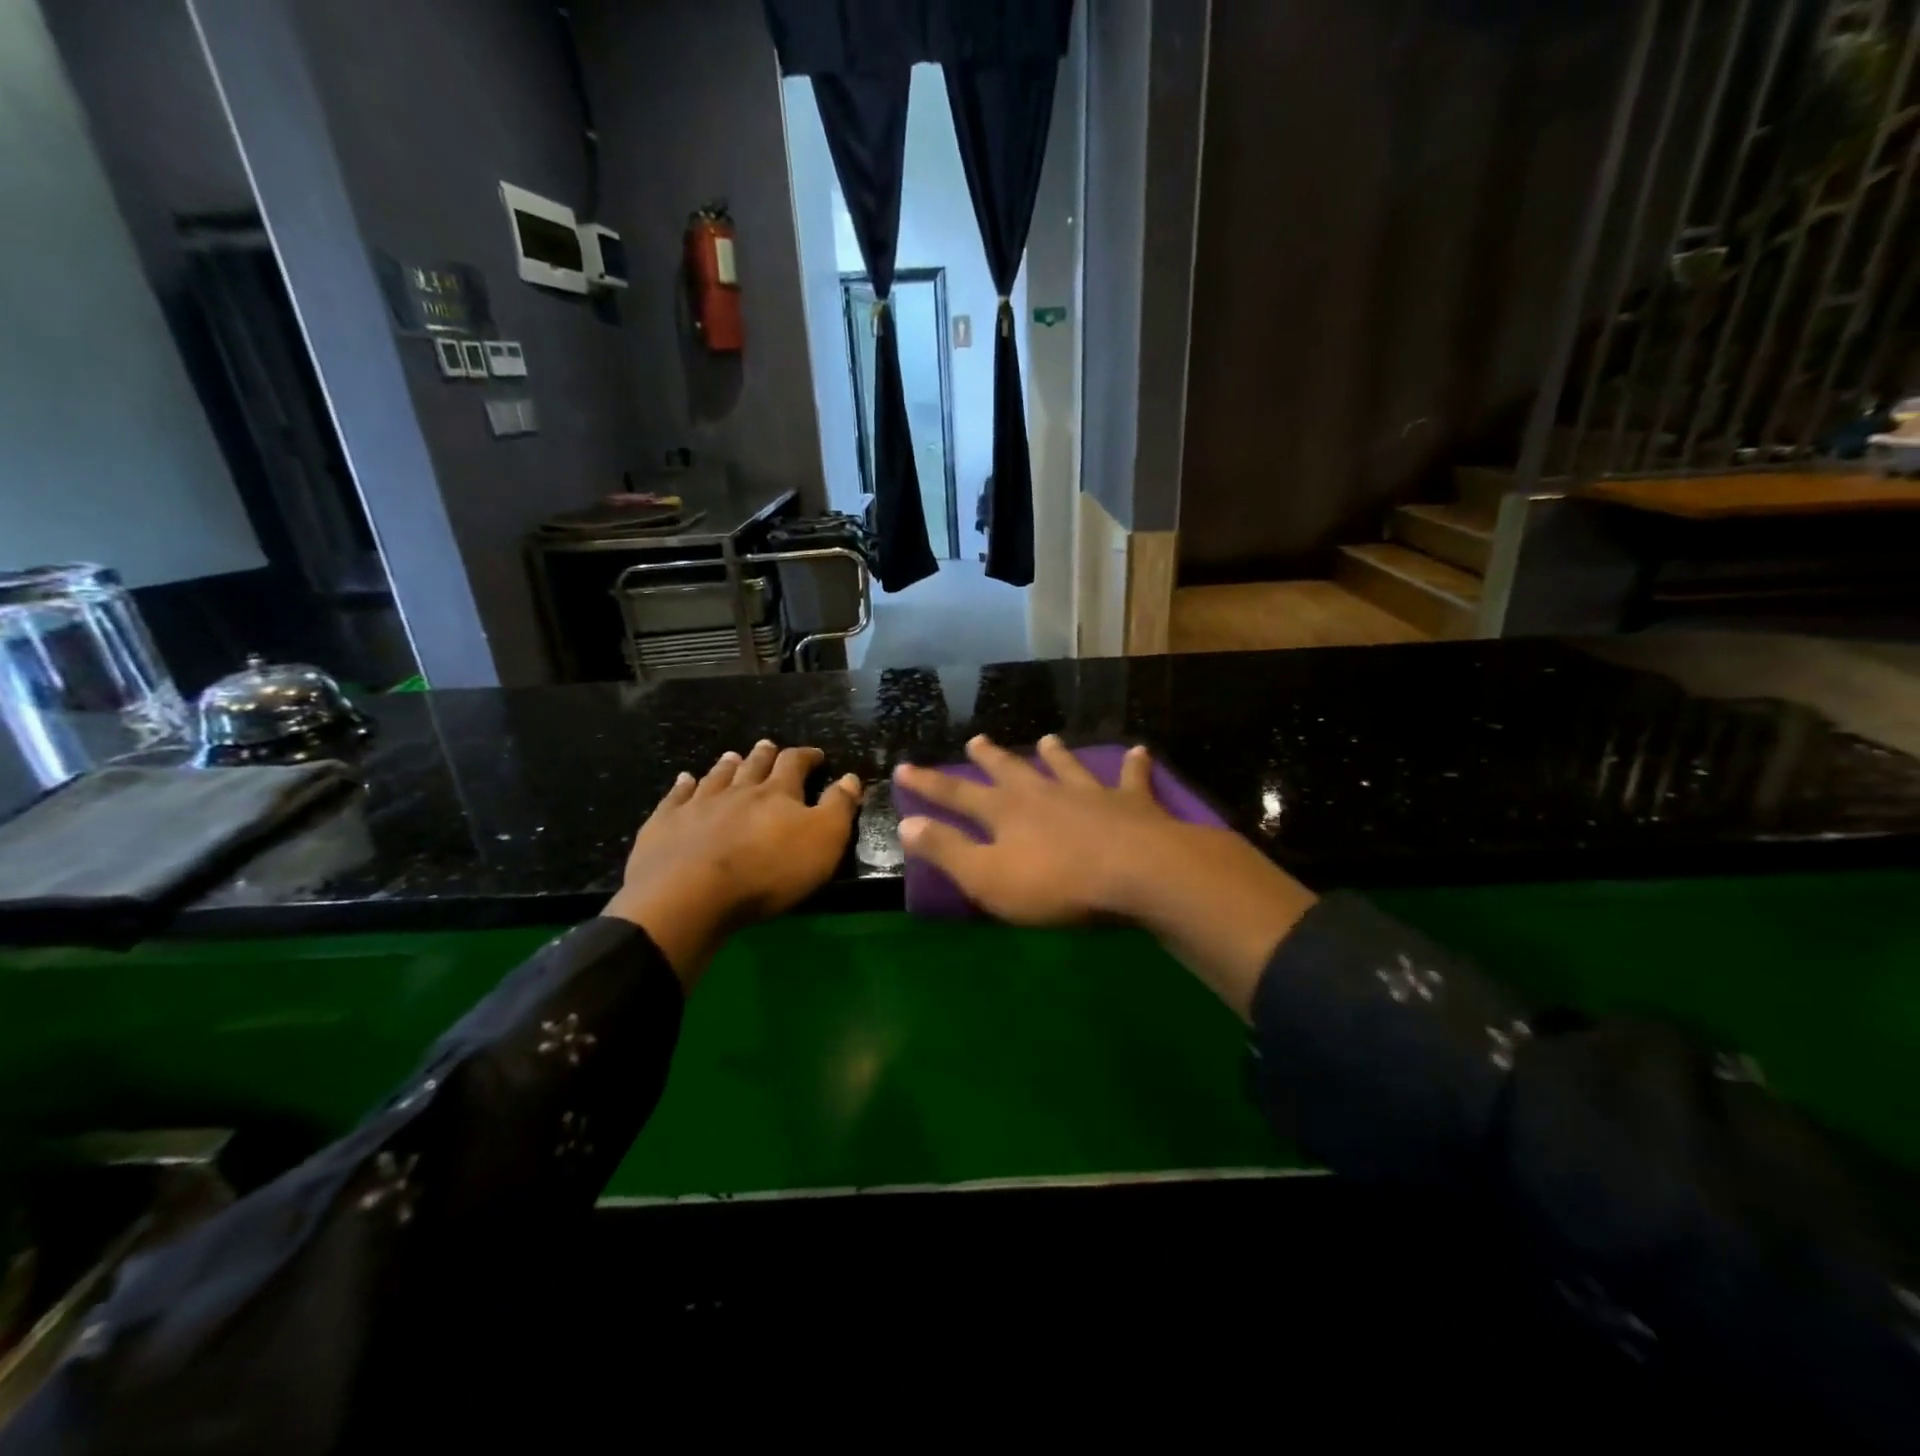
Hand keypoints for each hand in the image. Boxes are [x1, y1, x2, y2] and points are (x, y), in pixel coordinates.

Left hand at [605, 741, 860, 986]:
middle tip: (768, 746)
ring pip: (716, 777)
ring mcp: (697, 805)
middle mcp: (737, 790)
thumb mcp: (823, 840)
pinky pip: (676, 797)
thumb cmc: (768, 871)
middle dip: (764, 755)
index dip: (806, 757)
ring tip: (732, 757)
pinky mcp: (664, 824)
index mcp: (777, 793)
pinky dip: (683, 786)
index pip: (794, 764)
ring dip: (727, 766)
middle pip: (753, 765)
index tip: (815, 755)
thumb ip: (839, 807)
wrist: (690, 895)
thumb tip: (851, 777)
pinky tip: (684, 780)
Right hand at [893, 735, 1178, 924]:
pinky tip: (1138, 752)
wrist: (1137, 872)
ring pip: (1066, 767)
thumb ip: (948, 850)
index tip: (904, 768)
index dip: (928, 784)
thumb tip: (907, 823)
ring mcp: (1089, 793)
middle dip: (990, 758)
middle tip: (977, 740)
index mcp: (1006, 812)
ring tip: (1047, 739)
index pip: (957, 795)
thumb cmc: (1056, 884)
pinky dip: (1133, 766)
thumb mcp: (988, 877)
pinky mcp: (1131, 804)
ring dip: (1055, 754)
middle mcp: (1044, 793)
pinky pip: (1131, 779)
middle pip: (1010, 770)